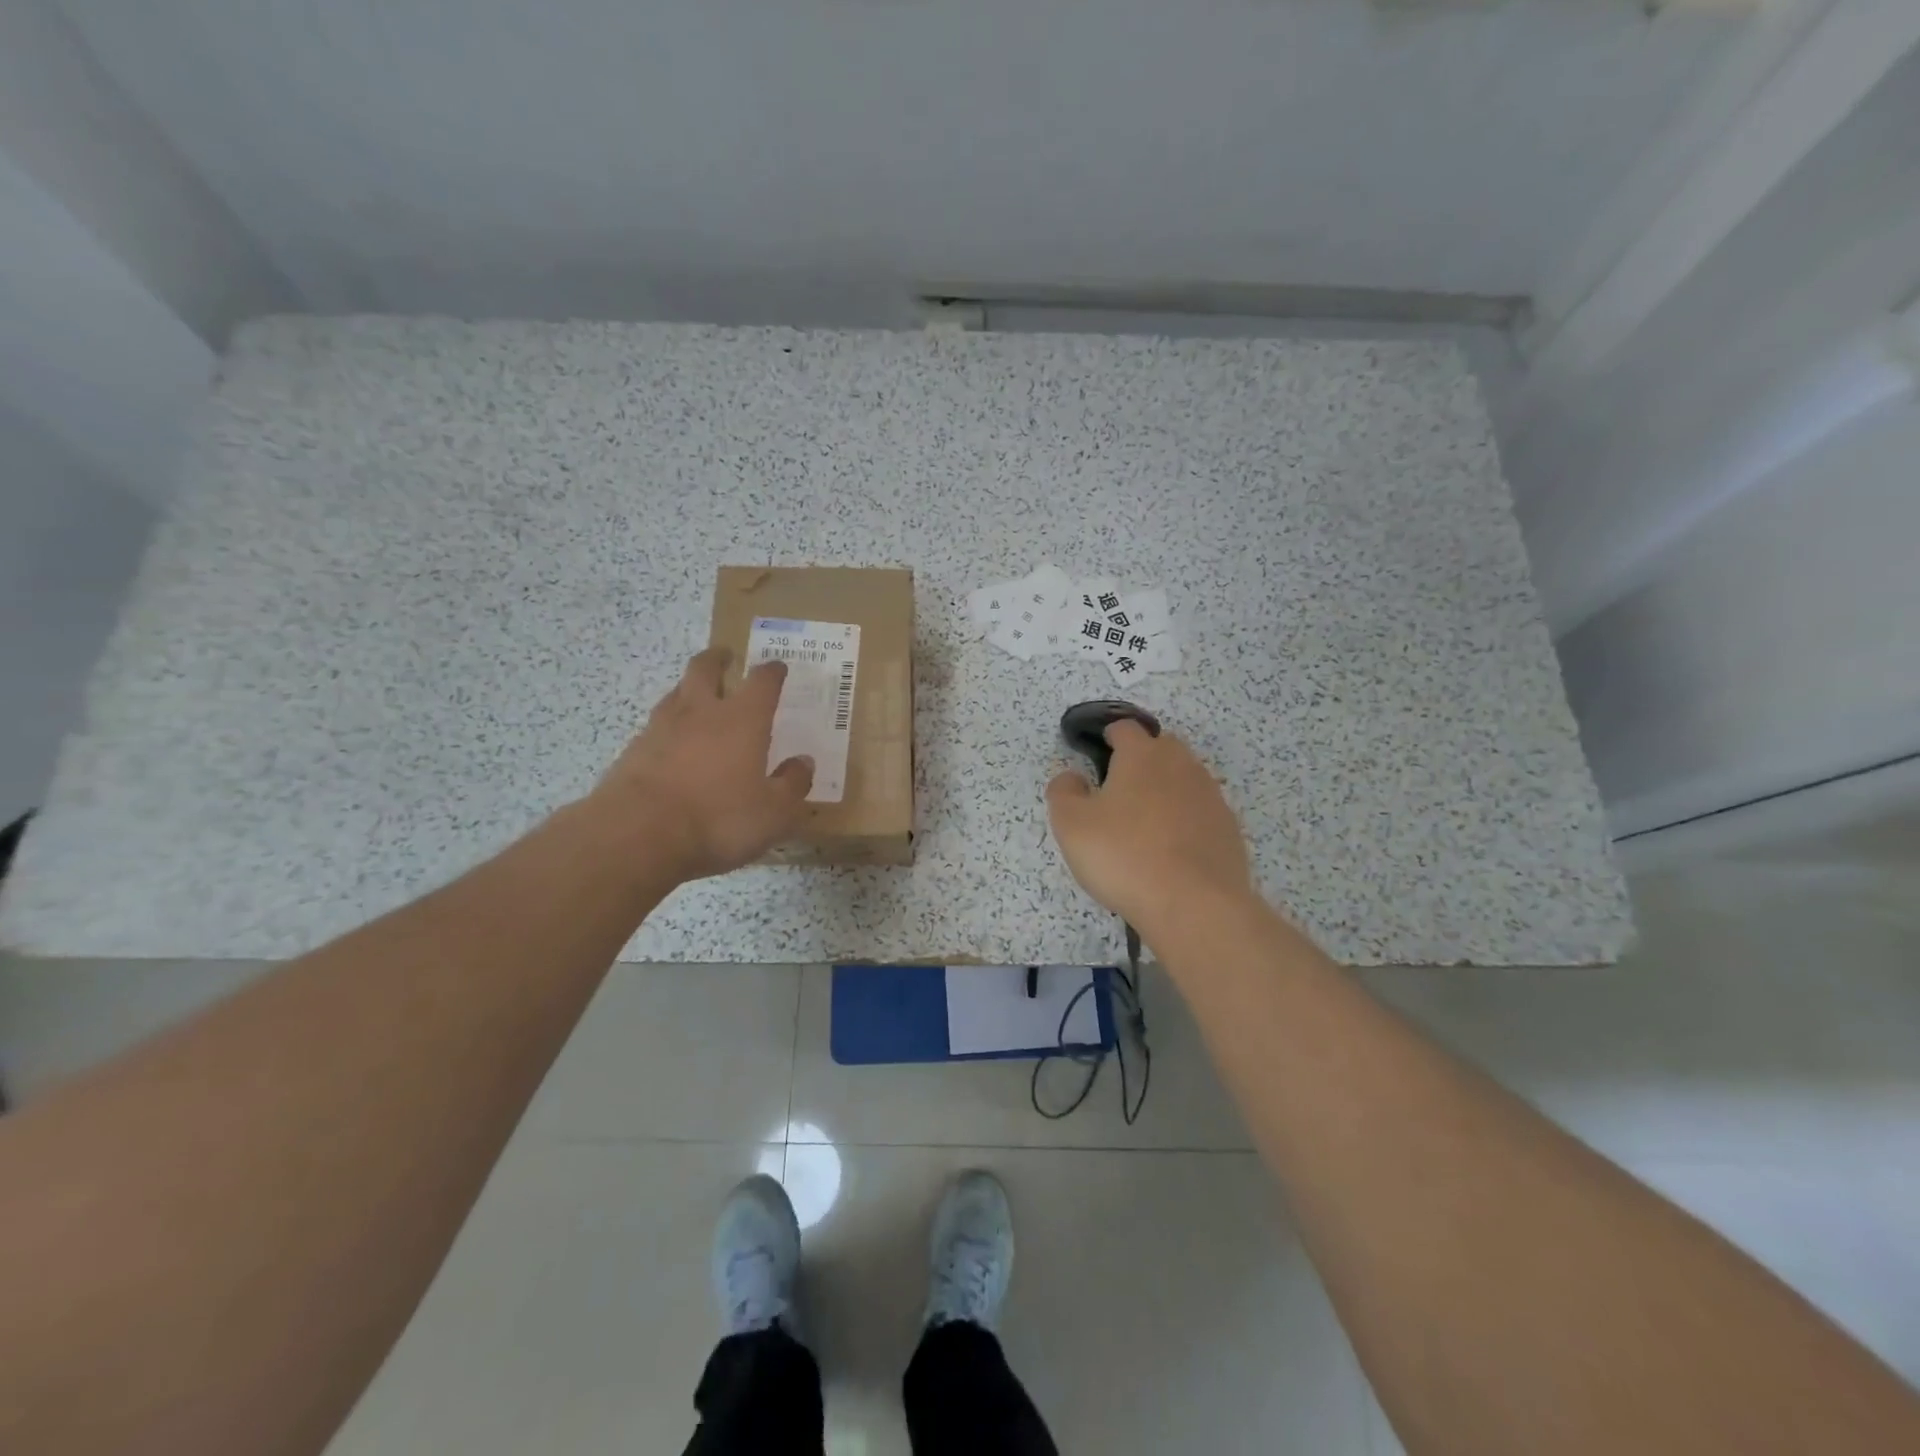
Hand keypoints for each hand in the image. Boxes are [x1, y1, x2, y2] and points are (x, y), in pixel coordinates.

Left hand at [590, 648, 813, 881]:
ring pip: (676, 693)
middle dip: (717, 659)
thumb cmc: (718, 818)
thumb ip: (792, 784)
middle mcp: (701, 712)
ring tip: (698, 697)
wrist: (637, 833)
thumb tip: (804, 762)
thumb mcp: (773, 812)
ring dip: (689, 688)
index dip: (772, 672)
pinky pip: (655, 727)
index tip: (778, 668)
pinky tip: (672, 743)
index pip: (762, 681)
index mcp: (743, 719)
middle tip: (725, 657)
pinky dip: (668, 727)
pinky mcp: (633, 751)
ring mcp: (661, 728)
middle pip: (705, 669)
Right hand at [1046, 721, 1253, 936]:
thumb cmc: (1124, 856)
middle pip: (1160, 748)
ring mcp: (1210, 796)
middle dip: (1139, 761)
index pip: (1125, 727)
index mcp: (1142, 755)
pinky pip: (1199, 812)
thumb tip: (1072, 777)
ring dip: (1164, 791)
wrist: (1194, 904)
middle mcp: (1182, 765)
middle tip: (1116, 793)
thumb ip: (1064, 792)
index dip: (1107, 737)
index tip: (1096, 756)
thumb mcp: (1071, 825)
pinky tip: (1170, 851)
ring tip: (1143, 825)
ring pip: (1183, 780)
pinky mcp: (1228, 828)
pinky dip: (1184, 821)